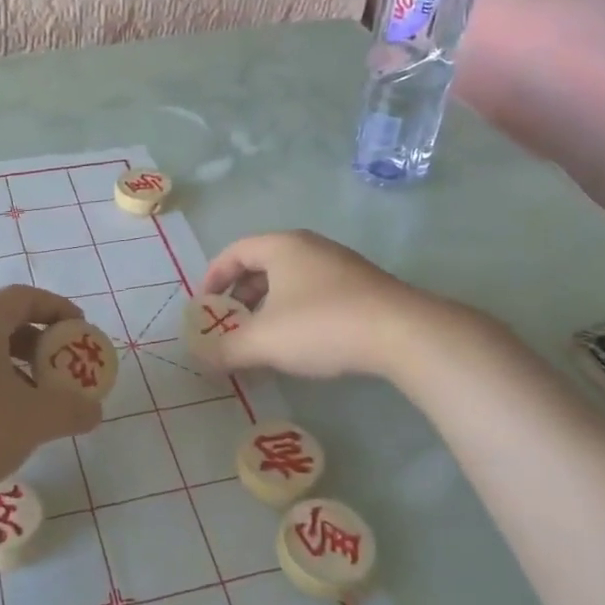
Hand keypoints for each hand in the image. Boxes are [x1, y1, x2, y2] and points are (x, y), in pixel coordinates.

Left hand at [0, 285, 104, 501]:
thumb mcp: (33, 420)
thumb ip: (71, 410)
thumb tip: (93, 410)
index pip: (25, 297)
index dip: (58, 308)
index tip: (80, 330)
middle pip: (5, 321)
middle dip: (40, 342)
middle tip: (62, 369)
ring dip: (17, 367)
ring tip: (37, 401)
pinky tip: (2, 422)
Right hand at [199, 230, 471, 380]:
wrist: (403, 333)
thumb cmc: (322, 325)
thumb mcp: (264, 341)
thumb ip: (226, 349)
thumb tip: (201, 357)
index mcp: (281, 246)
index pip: (234, 252)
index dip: (212, 278)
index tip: (204, 308)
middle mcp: (310, 246)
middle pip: (261, 265)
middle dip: (240, 298)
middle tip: (230, 327)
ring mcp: (340, 265)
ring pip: (290, 281)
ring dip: (268, 308)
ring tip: (263, 340)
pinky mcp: (362, 287)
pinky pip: (314, 293)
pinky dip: (296, 313)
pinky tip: (300, 344)